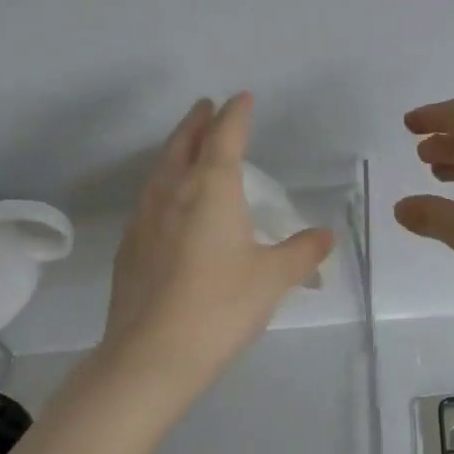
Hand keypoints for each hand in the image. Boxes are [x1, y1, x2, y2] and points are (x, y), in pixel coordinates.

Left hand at [101, 94, 334, 390]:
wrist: (150, 356)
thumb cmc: (221, 307)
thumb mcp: (273, 279)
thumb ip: (301, 252)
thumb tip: (325, 235)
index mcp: (211, 189)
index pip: (225, 137)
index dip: (236, 114)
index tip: (242, 98)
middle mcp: (173, 192)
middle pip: (184, 143)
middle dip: (198, 122)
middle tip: (206, 107)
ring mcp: (144, 219)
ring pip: (161, 169)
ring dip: (177, 149)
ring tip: (188, 145)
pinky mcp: (129, 247)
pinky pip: (150, 199)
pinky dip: (164, 184)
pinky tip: (170, 204)